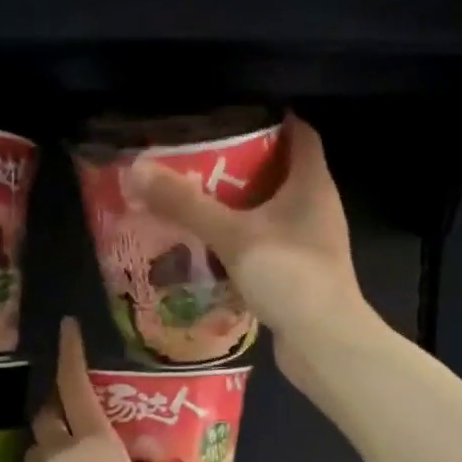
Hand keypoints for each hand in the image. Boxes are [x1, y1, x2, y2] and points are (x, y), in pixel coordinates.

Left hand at [19, 319, 222, 461]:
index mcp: (94, 445)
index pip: (76, 386)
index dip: (70, 353)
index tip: (66, 326)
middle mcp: (59, 456)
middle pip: (48, 414)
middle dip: (59, 403)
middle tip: (79, 408)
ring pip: (38, 450)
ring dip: (52, 444)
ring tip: (76, 460)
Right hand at [126, 113, 365, 368]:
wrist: (324, 343)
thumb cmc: (289, 276)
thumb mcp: (232, 235)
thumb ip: (186, 204)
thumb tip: (137, 171)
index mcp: (311, 184)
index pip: (299, 133)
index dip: (269, 120)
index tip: (229, 119)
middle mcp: (316, 208)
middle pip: (280, 172)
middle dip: (241, 165)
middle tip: (197, 162)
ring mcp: (310, 243)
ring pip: (272, 212)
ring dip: (239, 207)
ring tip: (195, 203)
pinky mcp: (300, 273)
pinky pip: (267, 245)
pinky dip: (242, 242)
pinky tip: (210, 250)